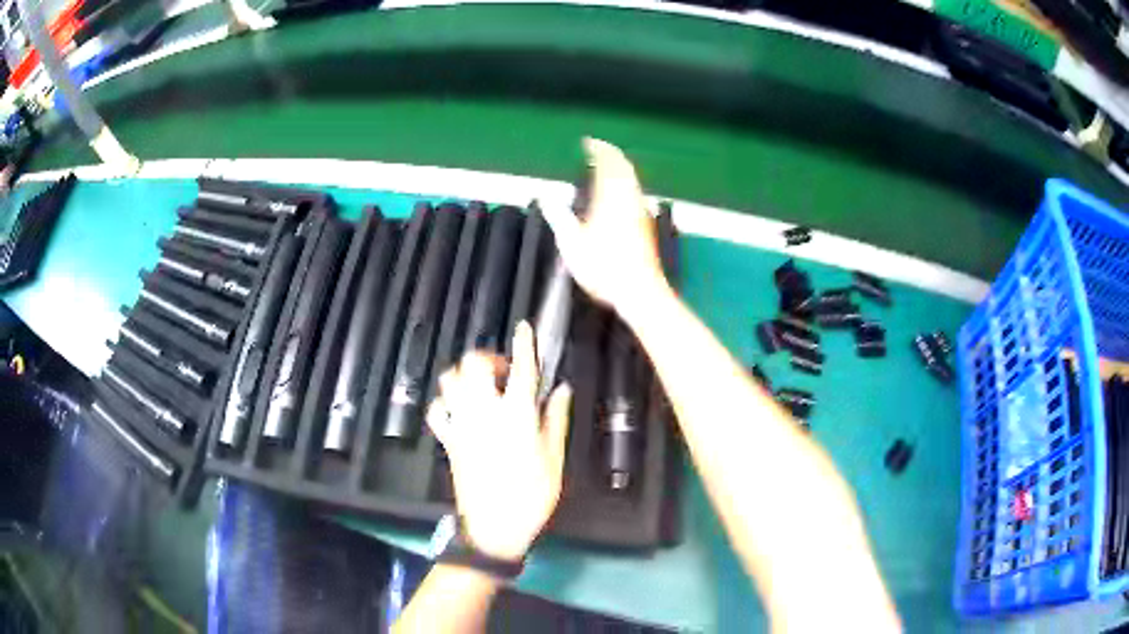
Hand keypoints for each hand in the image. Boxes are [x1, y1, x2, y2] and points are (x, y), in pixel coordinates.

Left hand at [427, 321, 572, 561]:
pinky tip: (458, 409)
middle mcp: (484, 412)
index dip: (524, 344)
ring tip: (480, 387)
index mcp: (516, 416)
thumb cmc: (532, 495)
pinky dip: (445, 403)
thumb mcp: (554, 459)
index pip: (521, 369)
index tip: (524, 327)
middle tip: (502, 372)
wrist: (494, 528)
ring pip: (449, 381)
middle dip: (486, 358)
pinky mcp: (448, 441)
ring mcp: (461, 425)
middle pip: (473, 365)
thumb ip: (556, 419)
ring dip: (463, 376)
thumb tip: (562, 388)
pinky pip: (437, 411)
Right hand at [542, 138, 667, 317]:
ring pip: (633, 180)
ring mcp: (641, 211)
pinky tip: (620, 194)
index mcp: (610, 198)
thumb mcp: (571, 244)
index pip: (608, 163)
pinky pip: (636, 193)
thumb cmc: (604, 268)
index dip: (598, 149)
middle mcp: (629, 199)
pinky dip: (626, 184)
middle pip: (625, 168)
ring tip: (607, 167)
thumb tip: (546, 199)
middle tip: (599, 150)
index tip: (588, 142)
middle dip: (612, 155)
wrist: (639, 291)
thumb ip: (558, 217)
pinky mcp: (646, 224)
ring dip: (621, 169)